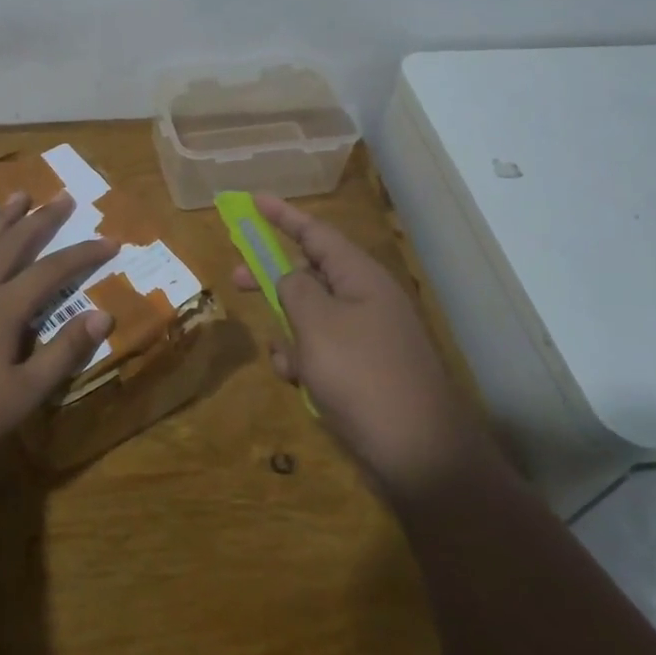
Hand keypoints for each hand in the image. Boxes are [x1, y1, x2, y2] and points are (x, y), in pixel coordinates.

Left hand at [0, 191, 116, 473]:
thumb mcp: (24, 394)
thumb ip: (63, 352)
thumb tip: (103, 315)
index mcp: (3, 309)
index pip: (53, 270)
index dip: (84, 254)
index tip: (111, 241)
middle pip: (14, 243)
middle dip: (42, 219)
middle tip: (64, 198)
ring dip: (2, 217)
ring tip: (20, 194)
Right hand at [234, 194, 493, 499]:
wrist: (419, 454)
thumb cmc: (363, 376)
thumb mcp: (317, 324)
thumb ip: (294, 290)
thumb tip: (288, 276)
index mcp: (360, 277)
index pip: (315, 233)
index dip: (283, 216)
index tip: (254, 200)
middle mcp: (366, 300)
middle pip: (310, 274)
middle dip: (273, 280)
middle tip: (236, 278)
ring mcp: (368, 337)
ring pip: (312, 318)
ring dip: (289, 333)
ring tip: (286, 359)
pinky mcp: (365, 371)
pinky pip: (322, 351)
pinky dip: (304, 361)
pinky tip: (299, 382)